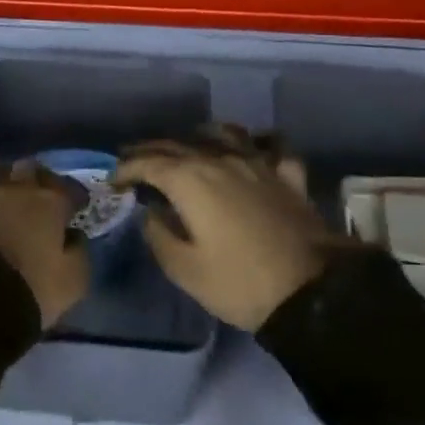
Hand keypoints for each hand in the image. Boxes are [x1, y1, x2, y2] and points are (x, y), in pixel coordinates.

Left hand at [0, 154, 89, 328]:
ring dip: (1, 174)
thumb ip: (79, 254)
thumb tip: (75, 237)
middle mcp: (16, 190)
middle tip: (39, 191)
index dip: (74, 197)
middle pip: (30, 171)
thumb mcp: (72, 283)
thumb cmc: (28, 290)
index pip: (68, 191)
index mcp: (49, 205)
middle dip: (36, 177)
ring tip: (3, 180)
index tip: (76, 207)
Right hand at [113, 125, 335, 331]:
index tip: (113, 180)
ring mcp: (258, 163)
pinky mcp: (288, 176)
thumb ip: (159, 234)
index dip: (127, 168)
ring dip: (200, 136)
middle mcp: (221, 160)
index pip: (149, 163)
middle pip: (179, 144)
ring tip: (190, 144)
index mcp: (191, 180)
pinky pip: (272, 147)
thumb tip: (149, 211)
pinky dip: (259, 143)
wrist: (311, 291)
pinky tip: (255, 149)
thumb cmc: (239, 283)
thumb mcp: (185, 269)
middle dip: (152, 150)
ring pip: (225, 133)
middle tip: (134, 159)